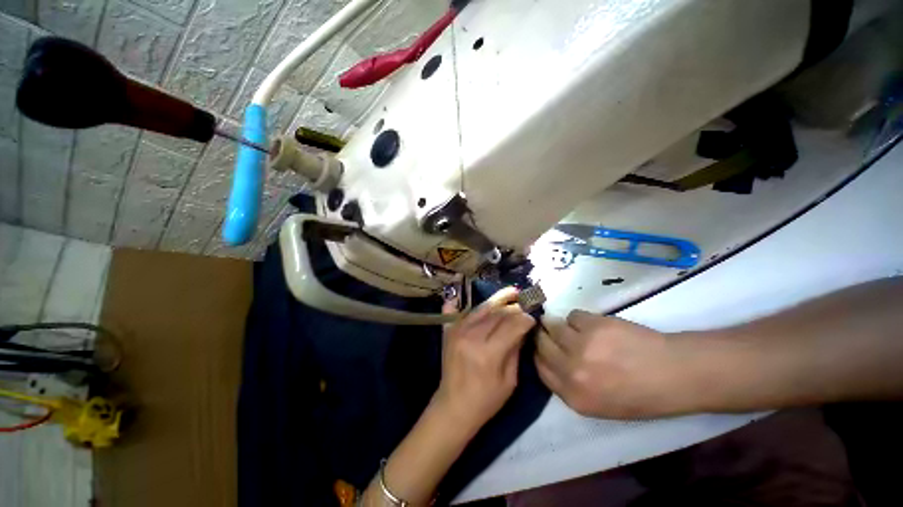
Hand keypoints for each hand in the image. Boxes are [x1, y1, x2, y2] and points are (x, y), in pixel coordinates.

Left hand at [433, 287, 534, 432]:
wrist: (453, 406)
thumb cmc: (486, 400)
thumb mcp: (509, 380)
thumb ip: (515, 350)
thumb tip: (522, 328)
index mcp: (488, 353)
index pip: (511, 326)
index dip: (524, 319)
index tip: (533, 316)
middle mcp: (471, 337)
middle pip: (497, 314)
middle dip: (514, 307)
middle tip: (525, 303)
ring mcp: (458, 331)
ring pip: (482, 308)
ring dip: (498, 300)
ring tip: (511, 293)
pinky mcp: (450, 331)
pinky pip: (462, 311)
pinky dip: (472, 303)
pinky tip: (479, 295)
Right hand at [535, 310, 685, 418]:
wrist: (674, 374)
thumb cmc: (640, 395)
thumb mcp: (599, 404)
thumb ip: (569, 385)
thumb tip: (550, 358)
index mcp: (573, 396)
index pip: (539, 368)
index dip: (539, 354)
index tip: (543, 347)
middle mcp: (571, 371)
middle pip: (541, 343)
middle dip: (543, 336)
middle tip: (552, 332)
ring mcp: (580, 346)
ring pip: (552, 325)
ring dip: (559, 324)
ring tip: (575, 328)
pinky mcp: (592, 325)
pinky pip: (572, 315)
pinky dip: (578, 319)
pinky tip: (593, 325)